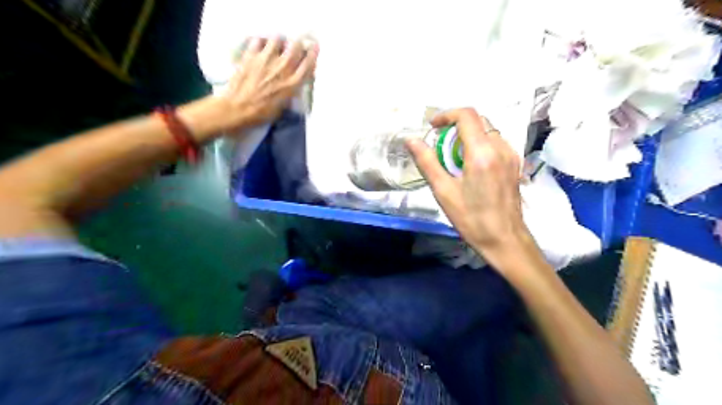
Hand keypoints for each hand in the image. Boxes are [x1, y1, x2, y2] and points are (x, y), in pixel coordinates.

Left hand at [217, 36, 316, 131]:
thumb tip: (294, 82)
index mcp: (292, 84)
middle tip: (296, 44)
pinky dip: (261, 41)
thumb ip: (290, 92)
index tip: (315, 47)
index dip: (313, 54)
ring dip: (280, 41)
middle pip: (295, 47)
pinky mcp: (250, 55)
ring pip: (278, 39)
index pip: (308, 64)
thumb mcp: (283, 107)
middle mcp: (281, 69)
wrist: (237, 109)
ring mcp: (265, 60)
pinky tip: (261, 46)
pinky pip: (258, 40)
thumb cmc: (261, 113)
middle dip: (298, 44)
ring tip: (277, 44)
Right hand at [408, 107, 532, 265]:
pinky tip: (470, 167)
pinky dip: (479, 145)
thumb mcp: (443, 191)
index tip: (432, 127)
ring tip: (453, 159)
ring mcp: (511, 155)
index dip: (446, 115)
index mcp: (482, 153)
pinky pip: (495, 143)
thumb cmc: (471, 219)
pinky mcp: (515, 164)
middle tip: (440, 146)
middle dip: (456, 127)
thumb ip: (427, 162)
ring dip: (468, 136)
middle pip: (478, 120)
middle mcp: (500, 147)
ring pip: (487, 131)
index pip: (467, 115)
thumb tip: (411, 140)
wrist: (505, 240)